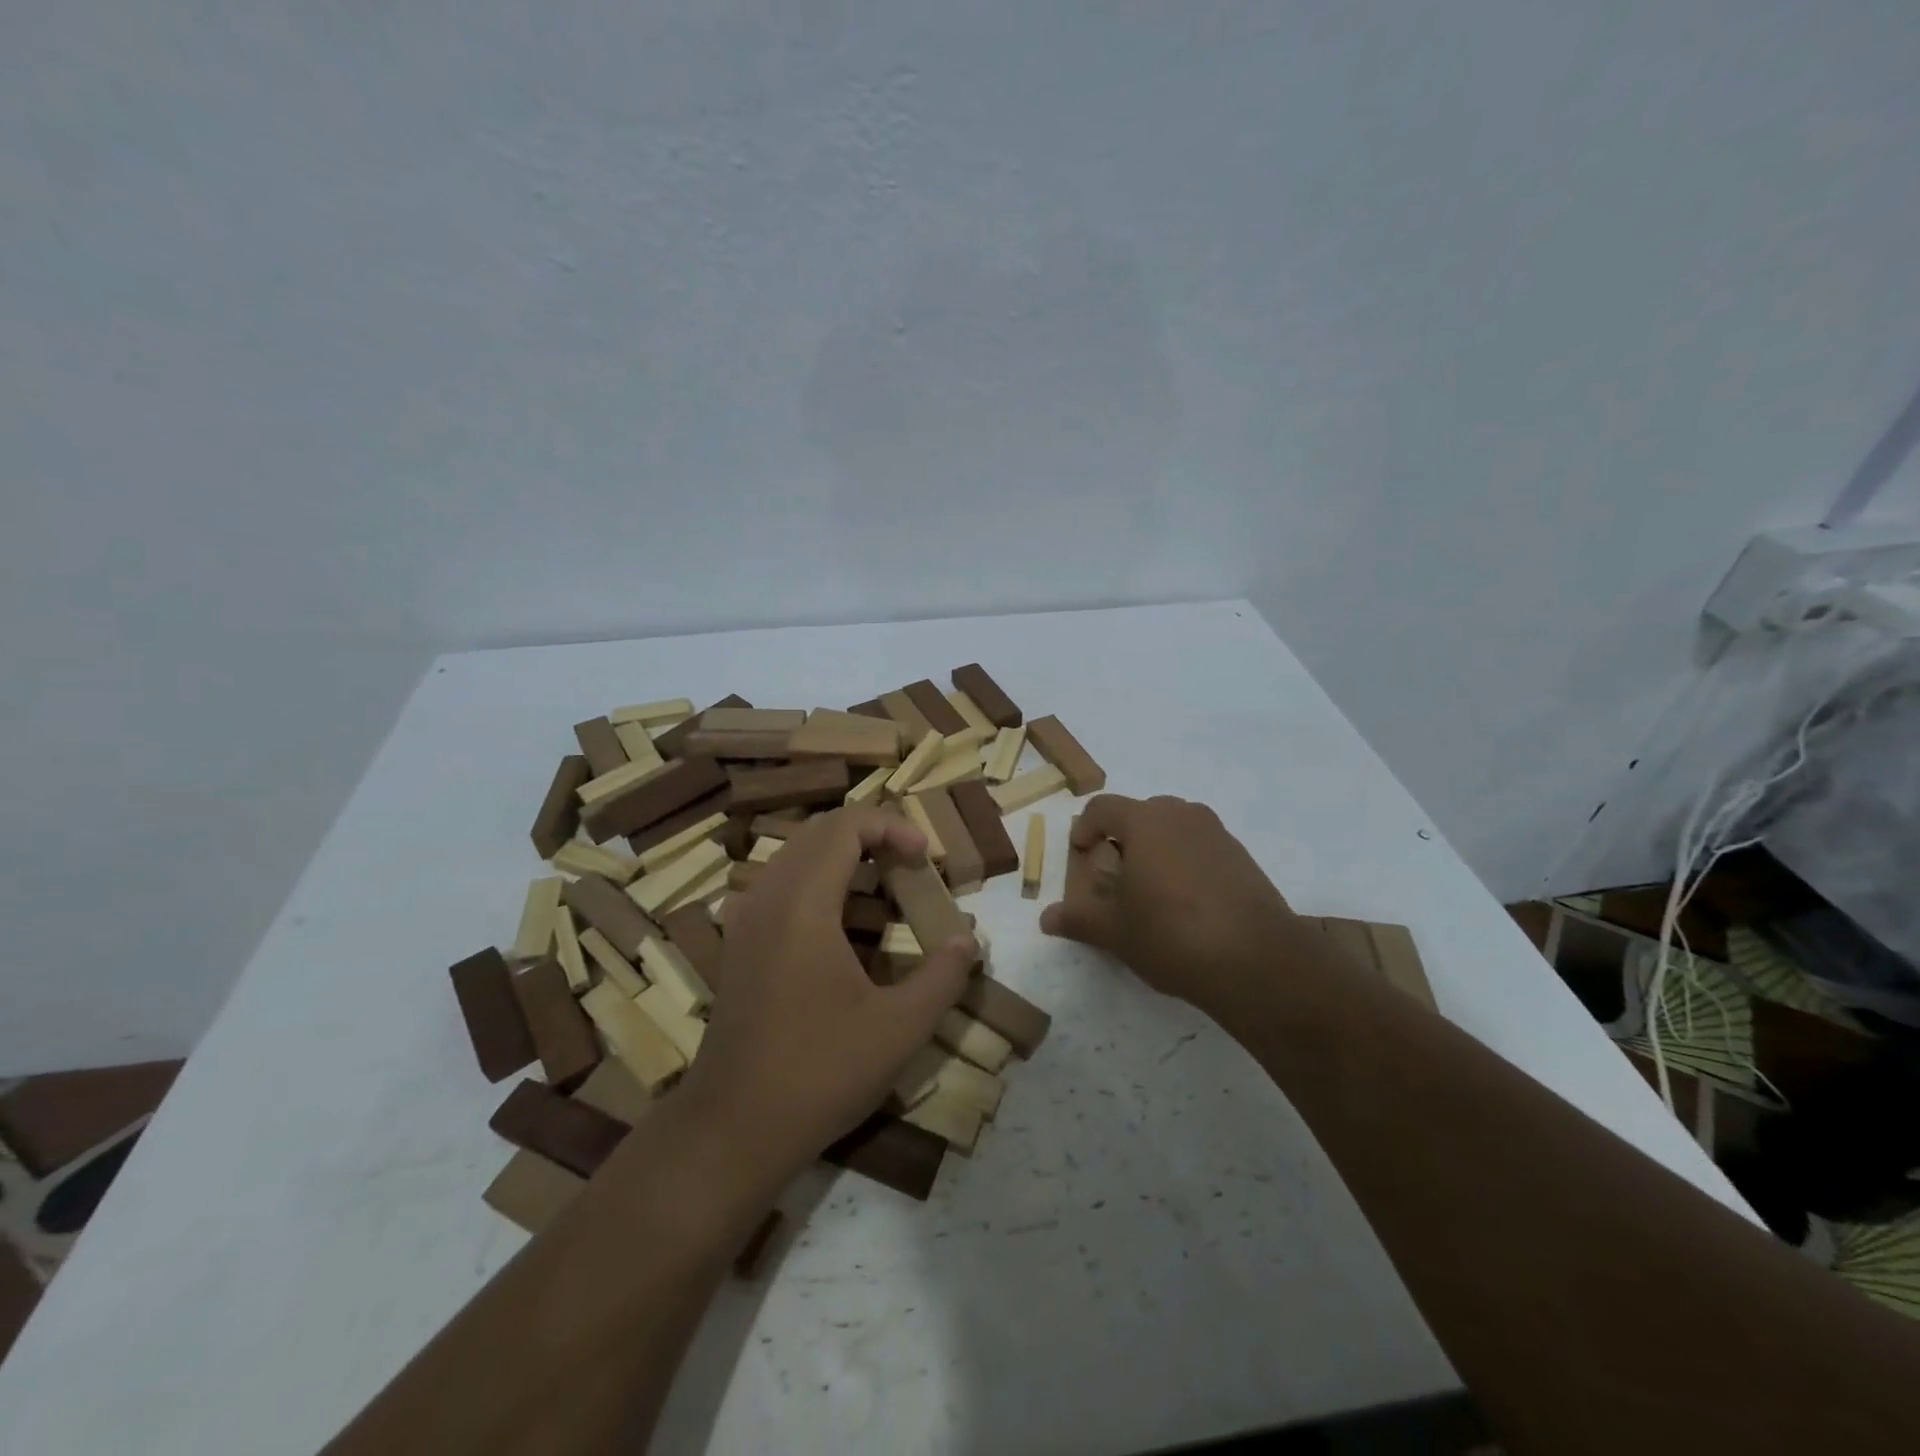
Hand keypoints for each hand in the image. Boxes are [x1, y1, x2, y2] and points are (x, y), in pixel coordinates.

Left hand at [676, 807, 976, 1186]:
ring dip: (844, 855)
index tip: (926, 854)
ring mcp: (746, 919)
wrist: (732, 1129)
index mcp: (803, 904)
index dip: (892, 825)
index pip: (846, 825)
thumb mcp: (899, 1029)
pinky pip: (779, 883)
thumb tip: (967, 940)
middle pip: (820, 831)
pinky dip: (818, 879)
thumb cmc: (819, 1073)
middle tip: (912, 864)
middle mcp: (768, 897)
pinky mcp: (738, 943)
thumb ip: (943, 976)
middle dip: (872, 834)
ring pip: (796, 854)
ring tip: (885, 885)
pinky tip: (842, 920)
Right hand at [1040, 794, 1321, 1019]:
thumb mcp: (1115, 932)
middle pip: (1141, 814)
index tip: (1080, 855)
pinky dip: (1186, 863)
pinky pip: (1201, 847)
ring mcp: (1217, 833)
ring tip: (1151, 891)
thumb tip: (1046, 918)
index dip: (1085, 829)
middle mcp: (1182, 815)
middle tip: (1114, 877)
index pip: (1102, 808)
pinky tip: (1187, 904)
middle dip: (1122, 839)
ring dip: (1156, 850)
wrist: (1257, 961)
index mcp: (1144, 821)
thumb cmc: (1171, 935)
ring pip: (1174, 829)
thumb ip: (1079, 919)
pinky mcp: (1243, 857)